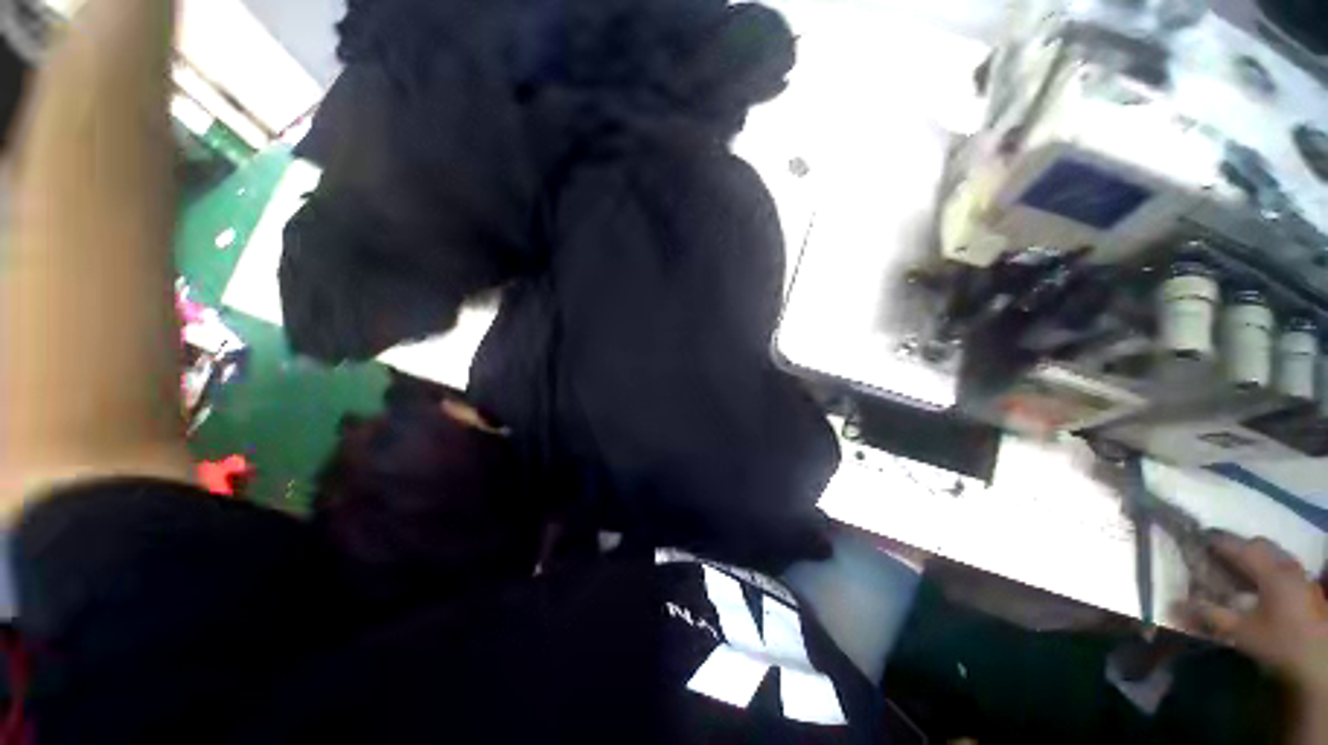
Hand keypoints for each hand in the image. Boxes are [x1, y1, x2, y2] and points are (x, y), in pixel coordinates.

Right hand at [1178, 535, 1327, 696]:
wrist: (1319, 662)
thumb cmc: (1279, 642)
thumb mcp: (1241, 632)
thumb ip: (1210, 615)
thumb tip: (1174, 603)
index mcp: (1268, 569)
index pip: (1235, 545)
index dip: (1213, 540)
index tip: (1192, 538)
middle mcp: (1285, 563)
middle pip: (1257, 544)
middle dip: (1234, 546)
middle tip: (1212, 555)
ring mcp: (1299, 574)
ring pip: (1271, 553)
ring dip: (1251, 556)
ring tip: (1233, 569)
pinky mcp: (1305, 585)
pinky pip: (1281, 564)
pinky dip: (1264, 566)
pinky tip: (1258, 583)